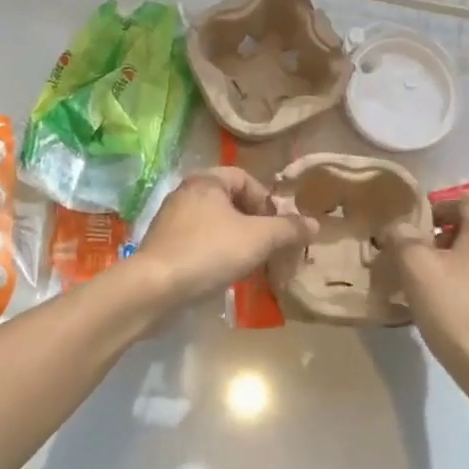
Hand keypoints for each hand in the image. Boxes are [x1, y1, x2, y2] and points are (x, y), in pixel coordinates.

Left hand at [130, 168, 318, 308]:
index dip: (267, 201)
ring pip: (216, 225)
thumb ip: (288, 229)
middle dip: (255, 225)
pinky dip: (217, 254)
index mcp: (206, 180)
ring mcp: (171, 220)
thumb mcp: (258, 239)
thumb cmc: (209, 252)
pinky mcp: (164, 247)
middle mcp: (186, 193)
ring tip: (252, 266)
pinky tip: (225, 276)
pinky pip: (199, 243)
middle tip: (269, 249)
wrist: (154, 289)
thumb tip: (314, 224)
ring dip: (238, 242)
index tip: (278, 228)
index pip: (245, 179)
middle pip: (231, 202)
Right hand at [374, 198, 468, 401]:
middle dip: (442, 238)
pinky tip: (453, 310)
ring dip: (455, 263)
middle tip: (414, 258)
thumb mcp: (415, 267)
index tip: (411, 230)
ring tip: (430, 286)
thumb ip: (402, 237)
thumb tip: (398, 228)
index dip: (434, 209)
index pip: (461, 200)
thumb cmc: (457, 311)